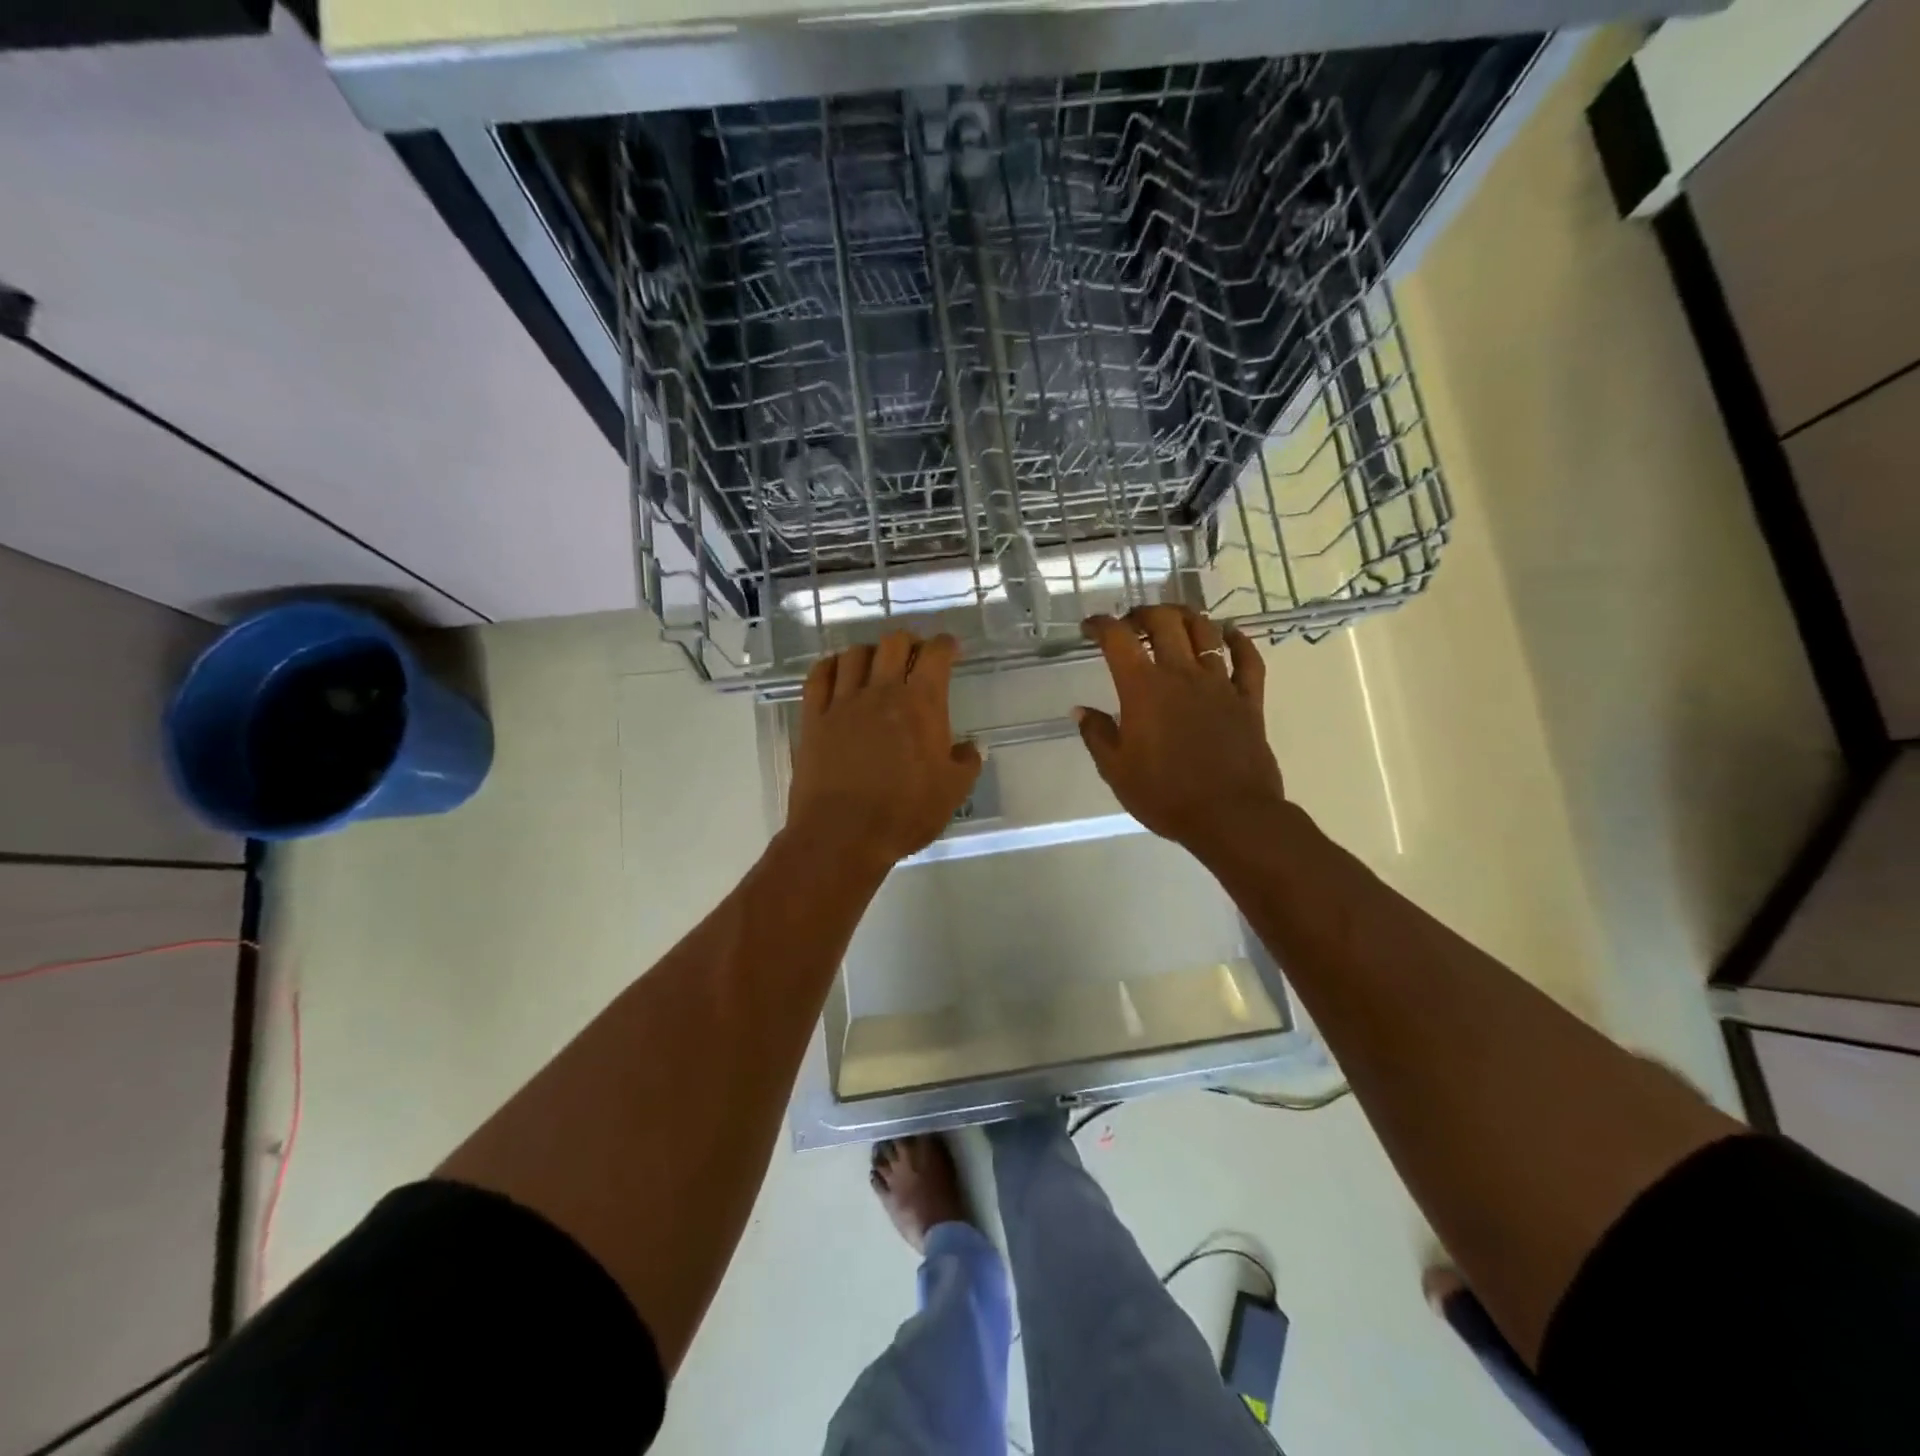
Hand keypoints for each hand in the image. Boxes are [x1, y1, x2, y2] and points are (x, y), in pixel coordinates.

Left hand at [788, 631, 982, 872]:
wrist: (843, 834)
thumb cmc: (904, 813)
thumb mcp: (952, 792)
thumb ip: (966, 763)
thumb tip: (969, 748)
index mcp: (921, 704)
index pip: (935, 655)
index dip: (945, 645)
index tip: (950, 649)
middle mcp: (881, 692)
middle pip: (893, 643)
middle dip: (908, 642)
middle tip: (914, 656)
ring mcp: (842, 702)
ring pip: (854, 654)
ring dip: (870, 652)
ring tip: (876, 665)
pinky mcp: (813, 718)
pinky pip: (818, 676)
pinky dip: (831, 665)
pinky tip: (837, 671)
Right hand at [1076, 607, 1287, 863]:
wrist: (1230, 816)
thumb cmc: (1165, 795)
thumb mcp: (1116, 770)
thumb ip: (1097, 735)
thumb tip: (1081, 710)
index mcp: (1143, 689)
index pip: (1117, 639)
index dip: (1100, 624)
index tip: (1090, 628)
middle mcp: (1181, 675)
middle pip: (1165, 622)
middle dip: (1144, 613)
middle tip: (1132, 622)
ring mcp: (1219, 684)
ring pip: (1205, 632)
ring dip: (1186, 617)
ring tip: (1174, 619)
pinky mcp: (1248, 700)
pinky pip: (1248, 660)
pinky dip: (1239, 640)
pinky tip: (1231, 633)